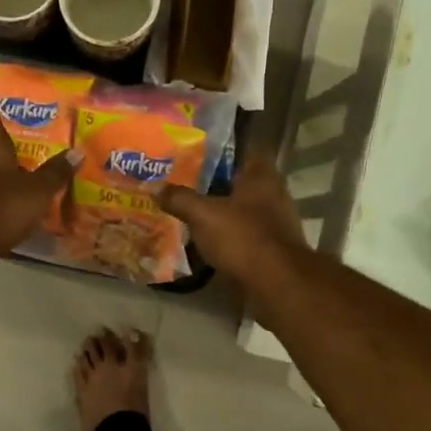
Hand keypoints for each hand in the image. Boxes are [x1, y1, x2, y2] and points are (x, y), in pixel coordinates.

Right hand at [156, 148, 305, 282]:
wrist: (277, 283)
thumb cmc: (243, 237)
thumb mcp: (203, 214)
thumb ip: (179, 198)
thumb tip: (154, 187)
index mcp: (261, 175)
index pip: (241, 148)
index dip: (217, 147)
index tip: (191, 149)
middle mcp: (272, 192)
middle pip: (237, 179)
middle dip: (211, 180)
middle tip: (181, 179)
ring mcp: (274, 220)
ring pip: (239, 206)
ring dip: (217, 208)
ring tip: (186, 208)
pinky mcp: (270, 245)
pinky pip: (241, 231)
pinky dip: (224, 232)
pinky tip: (202, 236)